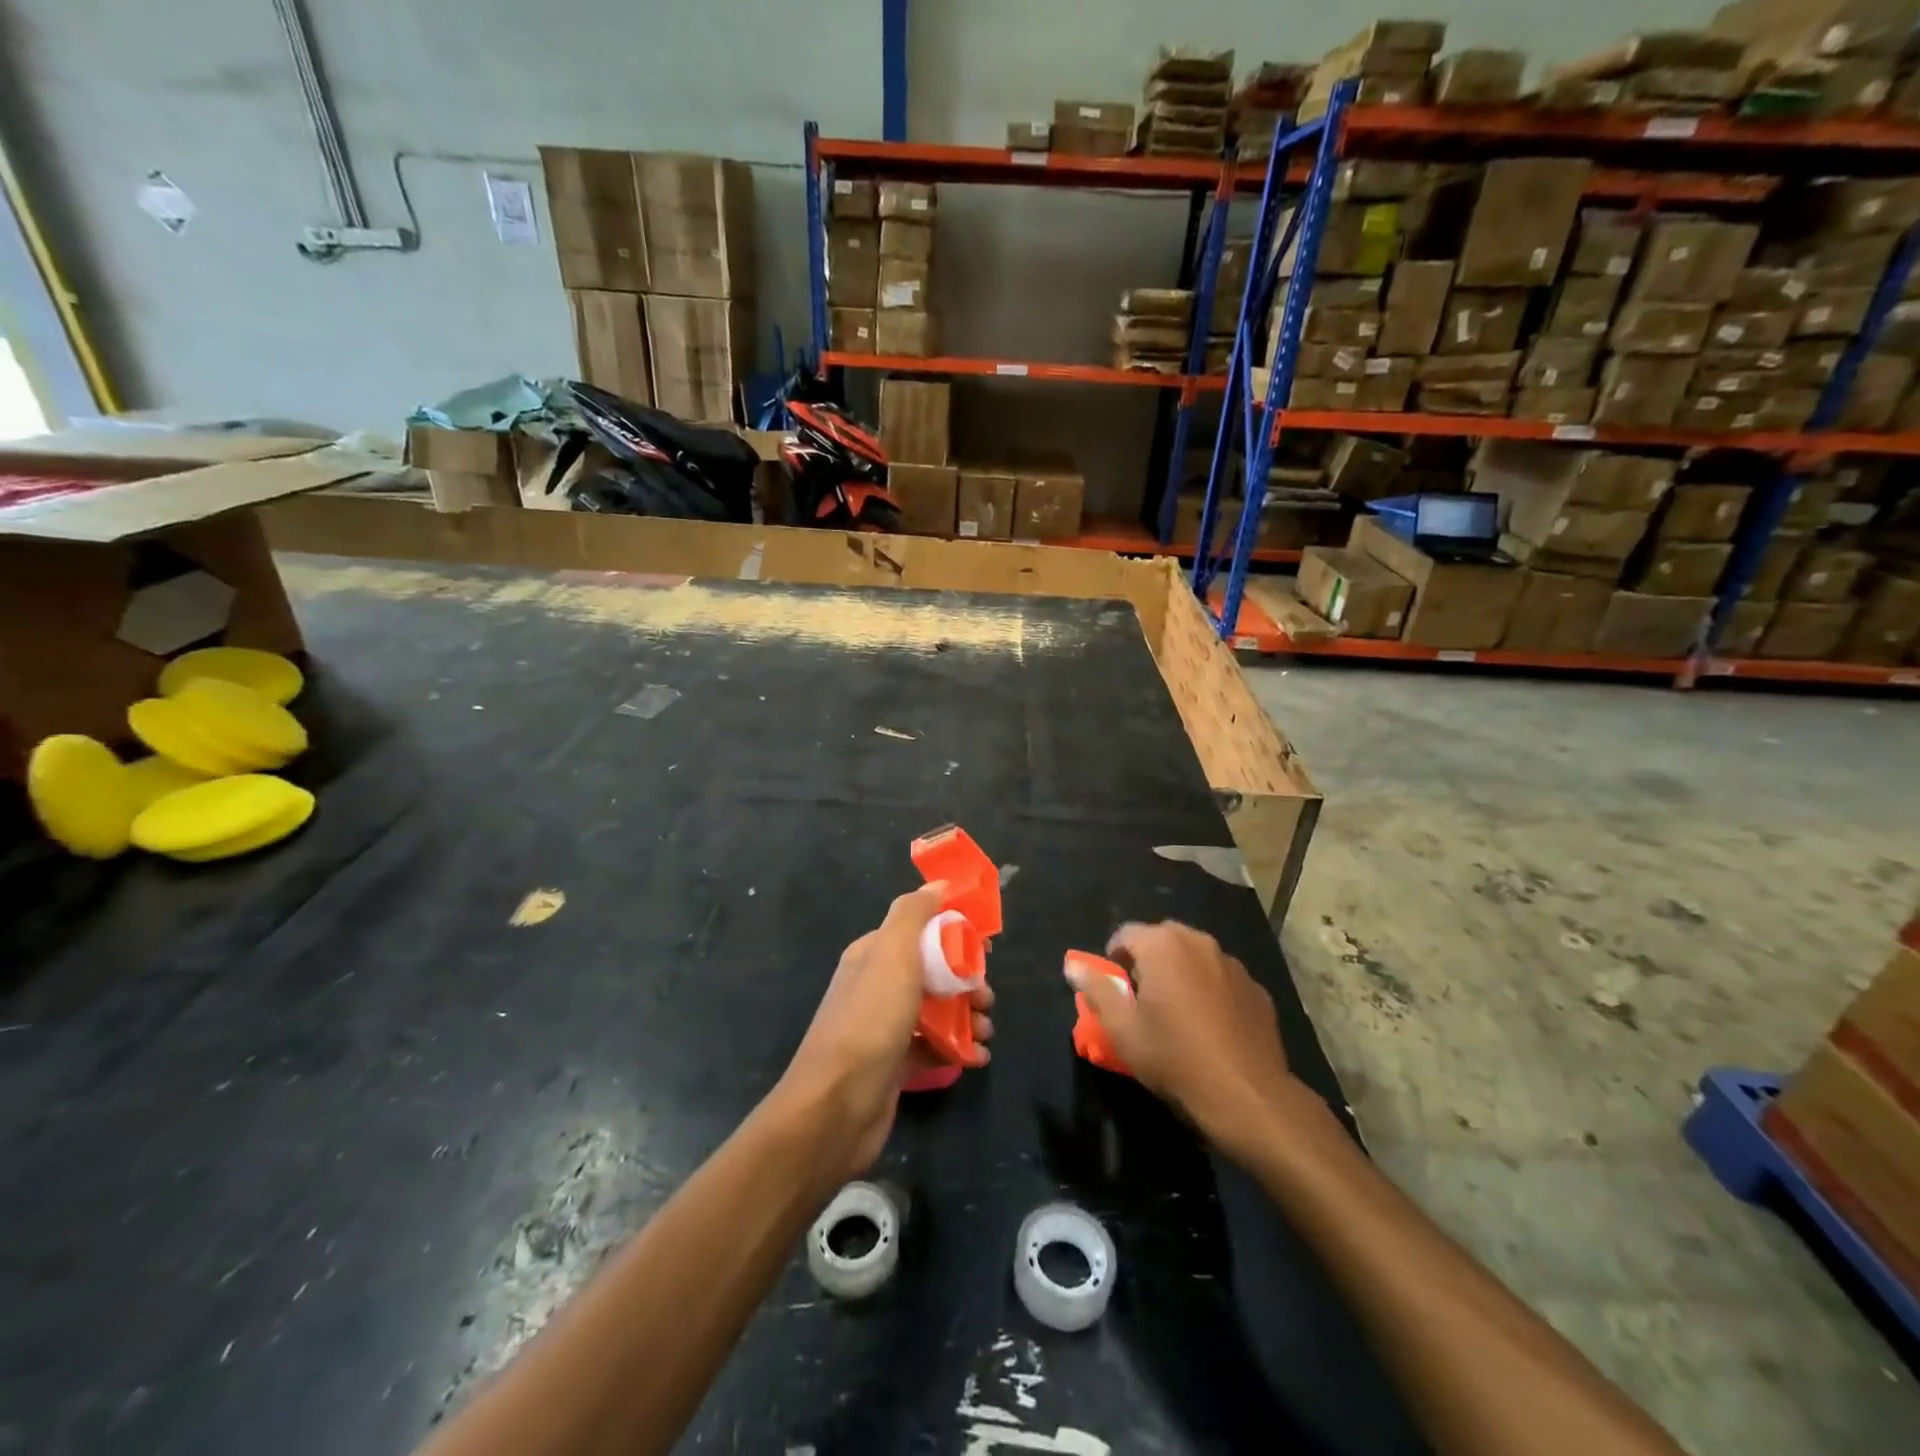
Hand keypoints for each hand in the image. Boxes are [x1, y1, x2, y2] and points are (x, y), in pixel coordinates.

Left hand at [779, 883, 993, 1181]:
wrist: (837, 1106)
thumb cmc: (870, 1019)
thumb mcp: (892, 952)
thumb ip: (914, 913)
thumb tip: (938, 883)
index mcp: (873, 954)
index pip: (921, 930)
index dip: (955, 933)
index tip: (986, 947)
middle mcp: (878, 986)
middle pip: (934, 971)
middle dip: (967, 980)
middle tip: (985, 997)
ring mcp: (885, 1027)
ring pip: (938, 1010)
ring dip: (969, 1016)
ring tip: (985, 1032)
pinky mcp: (895, 1064)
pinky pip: (935, 1047)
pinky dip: (959, 1049)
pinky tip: (977, 1058)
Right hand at [1065, 921, 1296, 1154]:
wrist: (1247, 1095)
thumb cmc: (1174, 1058)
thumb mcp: (1122, 1029)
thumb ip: (1096, 990)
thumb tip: (1073, 966)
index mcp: (1162, 945)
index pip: (1125, 934)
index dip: (1114, 958)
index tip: (1115, 989)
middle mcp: (1199, 942)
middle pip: (1162, 939)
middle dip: (1148, 960)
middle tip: (1143, 999)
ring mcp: (1232, 963)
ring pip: (1195, 956)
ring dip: (1181, 972)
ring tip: (1178, 1012)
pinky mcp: (1256, 988)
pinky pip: (1222, 978)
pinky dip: (1211, 990)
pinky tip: (1211, 1025)